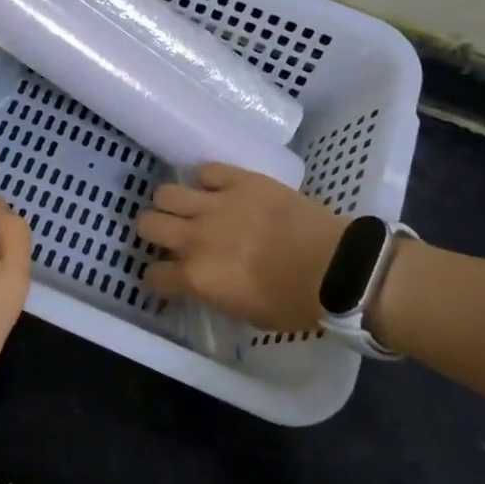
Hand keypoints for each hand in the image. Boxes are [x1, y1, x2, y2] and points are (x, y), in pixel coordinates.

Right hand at [137, 164, 346, 332]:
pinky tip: (218, 190)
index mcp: (196, 277)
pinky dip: (208, 180)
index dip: (159, 277)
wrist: (336, 268)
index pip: (154, 275)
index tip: (169, 276)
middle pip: (148, 224)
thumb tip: (206, 282)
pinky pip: (207, 170)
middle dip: (153, 232)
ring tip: (188, 208)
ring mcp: (216, 204)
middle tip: (170, 236)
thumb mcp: (247, 314)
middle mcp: (195, 237)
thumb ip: (215, 293)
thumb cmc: (295, 303)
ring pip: (166, 193)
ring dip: (172, 204)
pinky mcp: (240, 180)